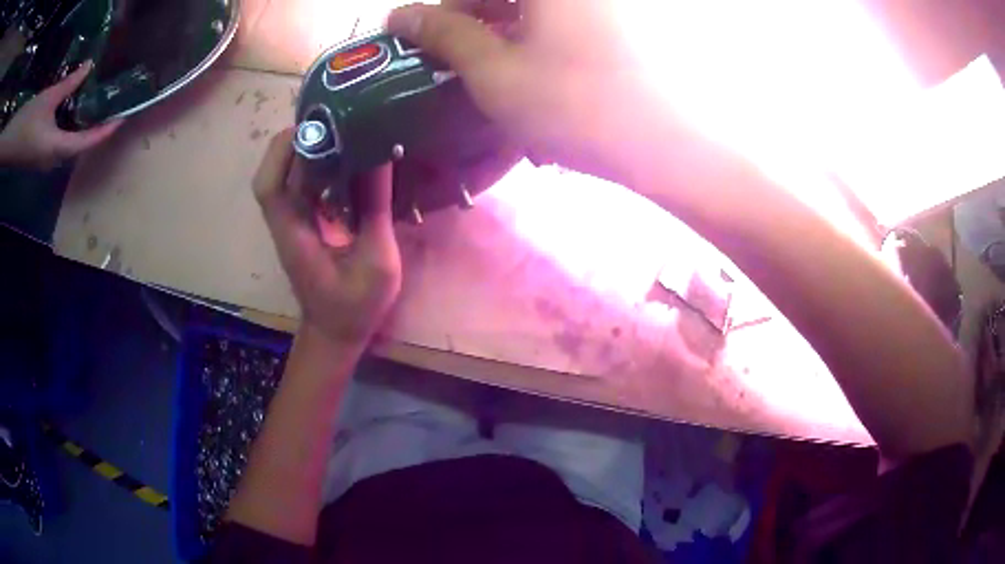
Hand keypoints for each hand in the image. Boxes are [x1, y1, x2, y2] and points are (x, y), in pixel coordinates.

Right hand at [0, 61, 121, 169]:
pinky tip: (75, 112)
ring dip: (83, 130)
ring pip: (69, 146)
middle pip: (79, 147)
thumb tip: (90, 65)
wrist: (14, 145)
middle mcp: (53, 160)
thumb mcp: (49, 97)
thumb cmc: (28, 122)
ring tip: (98, 108)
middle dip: (96, 130)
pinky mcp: (40, 155)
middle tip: (112, 109)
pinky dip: (71, 130)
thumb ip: (70, 83)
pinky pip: (60, 144)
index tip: (121, 118)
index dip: (104, 131)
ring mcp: (45, 159)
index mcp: (57, 149)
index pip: (86, 143)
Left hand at [253, 129, 401, 345]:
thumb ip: (376, 211)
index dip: (283, 151)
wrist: (336, 334)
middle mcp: (286, 225)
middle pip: (274, 174)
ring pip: (286, 177)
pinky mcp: (302, 226)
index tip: (315, 126)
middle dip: (296, 141)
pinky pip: (301, 187)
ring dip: (307, 150)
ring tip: (342, 130)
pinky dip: (316, 166)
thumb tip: (381, 159)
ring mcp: (292, 225)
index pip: (270, 186)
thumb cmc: (355, 306)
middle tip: (332, 120)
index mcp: (295, 234)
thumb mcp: (376, 261)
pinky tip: (344, 158)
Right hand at [387, 0, 671, 183]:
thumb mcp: (496, 73)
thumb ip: (445, 35)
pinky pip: (561, 17)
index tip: (421, 36)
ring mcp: (600, 4)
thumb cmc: (577, 106)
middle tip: (453, 55)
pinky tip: (528, 63)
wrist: (670, 146)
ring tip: (487, 66)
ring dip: (501, 26)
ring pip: (532, 6)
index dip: (441, 8)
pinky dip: (535, 33)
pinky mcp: (616, 19)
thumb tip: (400, 14)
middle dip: (471, 16)